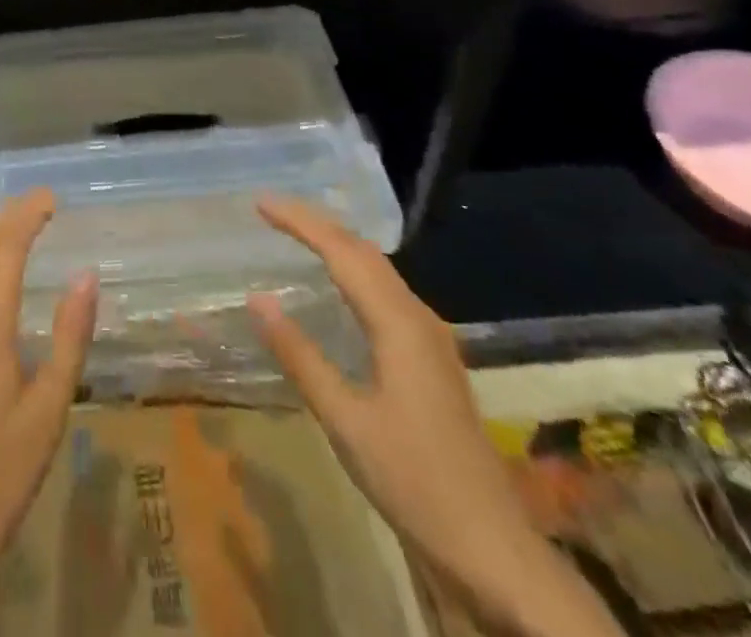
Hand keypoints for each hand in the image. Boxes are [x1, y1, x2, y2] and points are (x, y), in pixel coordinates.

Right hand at [248, 195, 620, 636]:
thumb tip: (257, 298)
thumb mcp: (345, 420)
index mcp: (399, 323)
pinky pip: (386, 293)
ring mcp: (431, 338)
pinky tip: (338, 287)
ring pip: (379, 271)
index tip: (261, 202)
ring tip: (297, 234)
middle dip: (317, 224)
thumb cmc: (414, 481)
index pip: (342, 251)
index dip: (300, 221)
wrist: (493, 548)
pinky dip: (354, 272)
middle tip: (272, 211)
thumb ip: (300, 355)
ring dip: (337, 244)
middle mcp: (419, 318)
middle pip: (364, 252)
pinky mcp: (432, 359)